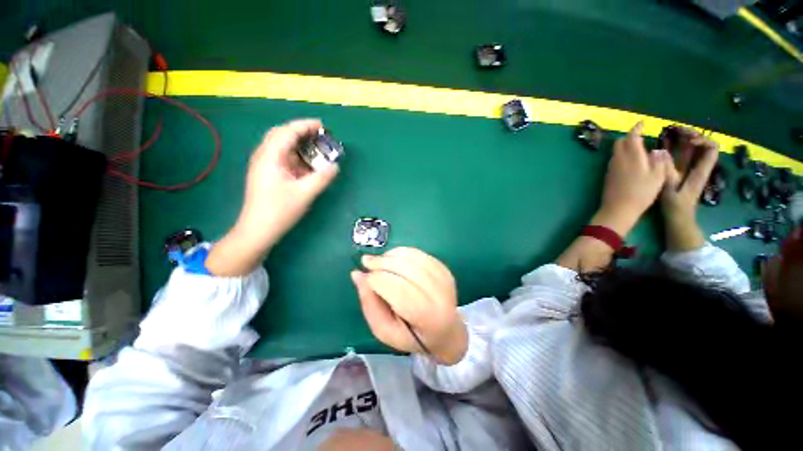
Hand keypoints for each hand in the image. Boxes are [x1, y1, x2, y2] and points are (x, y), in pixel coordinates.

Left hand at [206, 119, 338, 275]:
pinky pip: (283, 158)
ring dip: (299, 144)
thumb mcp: (305, 193)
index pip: (287, 132)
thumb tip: (335, 166)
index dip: (305, 125)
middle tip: (321, 136)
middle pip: (282, 135)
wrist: (258, 230)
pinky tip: (308, 165)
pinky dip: (297, 157)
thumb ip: (322, 178)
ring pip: (282, 146)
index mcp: (270, 156)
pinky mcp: (267, 174)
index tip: (323, 126)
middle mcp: (264, 156)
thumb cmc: (279, 211)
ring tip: (317, 149)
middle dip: (301, 132)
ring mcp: (264, 165)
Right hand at [351, 247, 467, 364]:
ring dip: (391, 255)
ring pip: (413, 257)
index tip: (365, 275)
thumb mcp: (384, 330)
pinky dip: (402, 252)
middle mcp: (439, 295)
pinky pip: (420, 254)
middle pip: (407, 270)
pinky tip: (393, 258)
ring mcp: (444, 279)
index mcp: (426, 318)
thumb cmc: (411, 335)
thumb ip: (369, 303)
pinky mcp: (444, 269)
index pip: (400, 291)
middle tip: (367, 262)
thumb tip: (357, 274)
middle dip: (383, 262)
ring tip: (379, 260)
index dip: (378, 279)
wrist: (445, 331)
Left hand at [596, 122, 671, 235]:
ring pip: (616, 152)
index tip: (642, 123)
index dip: (636, 128)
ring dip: (625, 147)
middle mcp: (618, 159)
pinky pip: (614, 161)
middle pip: (620, 142)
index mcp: (632, 156)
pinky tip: (630, 163)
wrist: (618, 208)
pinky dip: (622, 156)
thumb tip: (656, 150)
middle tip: (640, 137)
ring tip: (637, 150)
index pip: (632, 137)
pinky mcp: (607, 176)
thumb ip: (658, 161)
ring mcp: (611, 168)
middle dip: (629, 137)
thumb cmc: (641, 192)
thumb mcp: (657, 177)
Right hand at [661, 128, 718, 250]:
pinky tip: (664, 145)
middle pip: (703, 144)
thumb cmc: (676, 207)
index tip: (687, 141)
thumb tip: (660, 152)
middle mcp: (699, 167)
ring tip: (669, 133)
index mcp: (701, 170)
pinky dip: (676, 148)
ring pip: (693, 148)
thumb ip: (667, 171)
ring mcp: (691, 170)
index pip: (712, 148)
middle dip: (691, 135)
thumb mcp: (670, 189)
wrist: (679, 220)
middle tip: (675, 131)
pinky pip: (682, 155)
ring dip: (683, 139)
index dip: (702, 140)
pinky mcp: (682, 173)